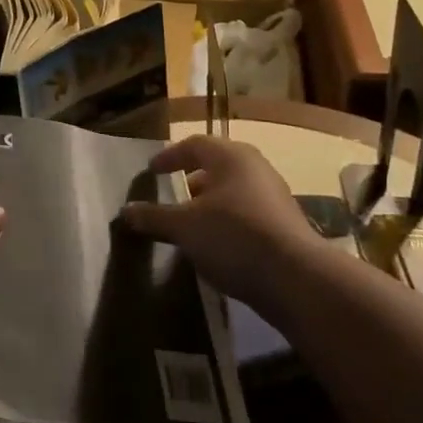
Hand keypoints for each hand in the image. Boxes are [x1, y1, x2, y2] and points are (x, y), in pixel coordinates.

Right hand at [117, 137, 321, 311]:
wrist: (296, 278)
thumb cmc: (233, 236)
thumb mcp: (184, 227)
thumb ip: (154, 217)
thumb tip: (126, 211)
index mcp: (230, 156)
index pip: (194, 144)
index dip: (170, 156)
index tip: (152, 171)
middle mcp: (255, 168)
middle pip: (217, 166)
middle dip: (192, 179)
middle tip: (172, 195)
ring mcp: (274, 196)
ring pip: (233, 191)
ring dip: (210, 203)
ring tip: (191, 224)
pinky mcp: (284, 224)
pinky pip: (247, 213)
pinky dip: (227, 221)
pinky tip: (216, 245)